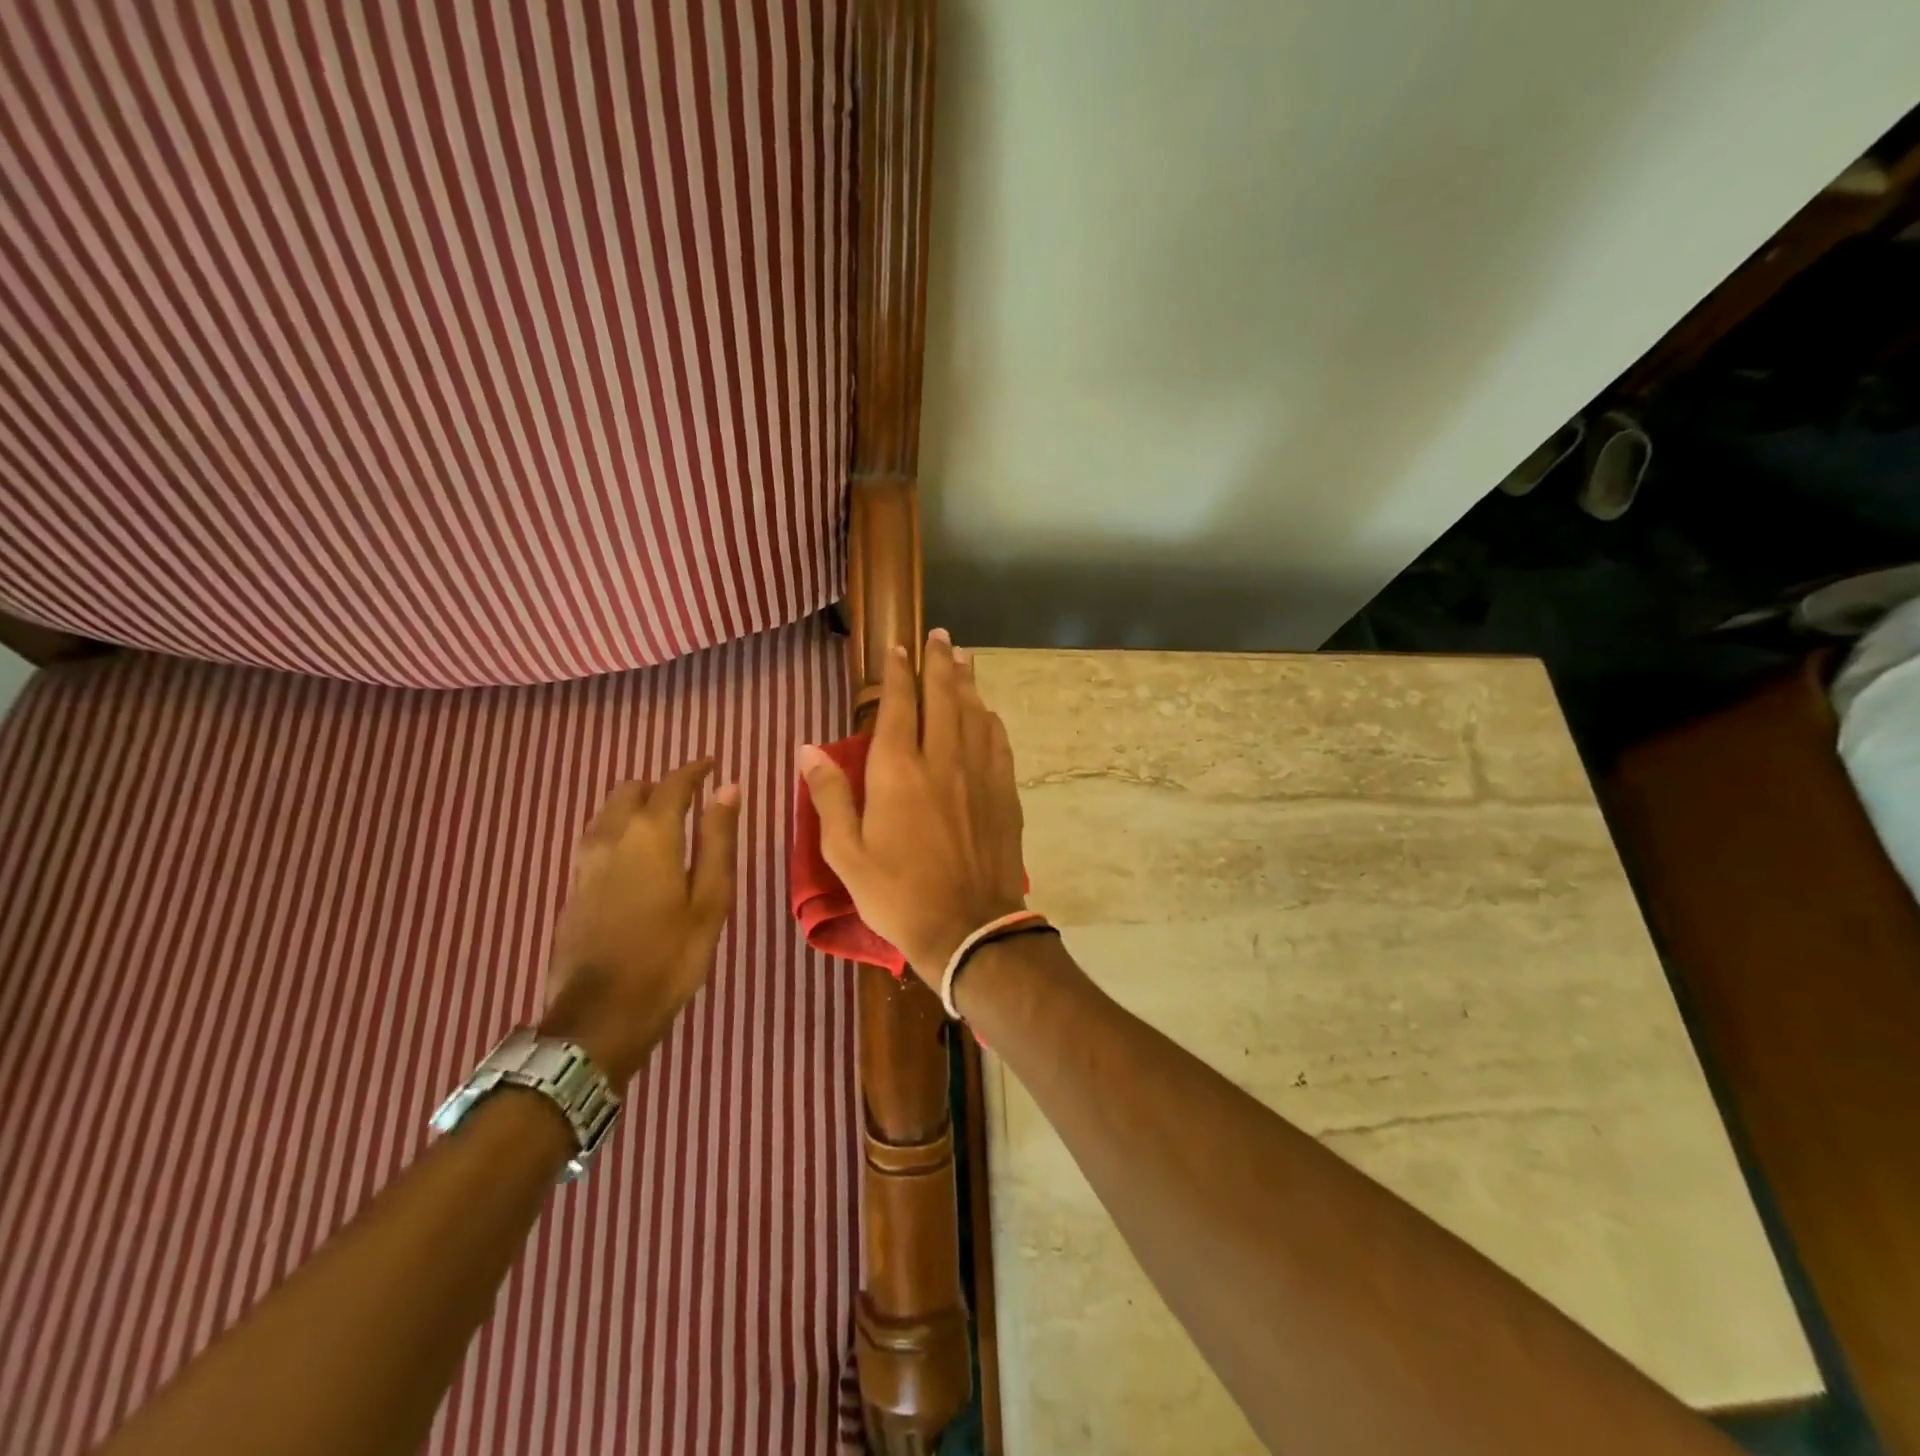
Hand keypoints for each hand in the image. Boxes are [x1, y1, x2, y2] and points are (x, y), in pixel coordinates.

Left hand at [540, 759, 739, 1083]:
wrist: (599, 1016)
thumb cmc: (669, 957)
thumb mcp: (710, 900)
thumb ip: (718, 841)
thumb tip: (729, 789)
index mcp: (651, 835)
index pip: (673, 784)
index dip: (694, 770)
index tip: (713, 764)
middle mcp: (612, 837)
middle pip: (632, 790)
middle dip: (662, 786)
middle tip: (692, 799)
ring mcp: (585, 861)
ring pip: (609, 812)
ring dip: (636, 805)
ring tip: (665, 822)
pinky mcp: (573, 886)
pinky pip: (597, 836)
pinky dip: (620, 828)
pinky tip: (636, 853)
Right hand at [798, 629, 1027, 984]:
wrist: (968, 927)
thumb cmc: (897, 894)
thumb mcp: (846, 853)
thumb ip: (829, 796)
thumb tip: (808, 749)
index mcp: (898, 771)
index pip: (898, 705)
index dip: (897, 673)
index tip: (898, 649)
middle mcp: (942, 760)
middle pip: (943, 697)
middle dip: (940, 662)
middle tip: (941, 636)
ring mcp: (979, 775)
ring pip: (974, 714)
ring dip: (968, 682)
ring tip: (964, 658)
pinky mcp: (1004, 793)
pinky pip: (997, 743)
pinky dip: (990, 720)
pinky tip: (987, 713)